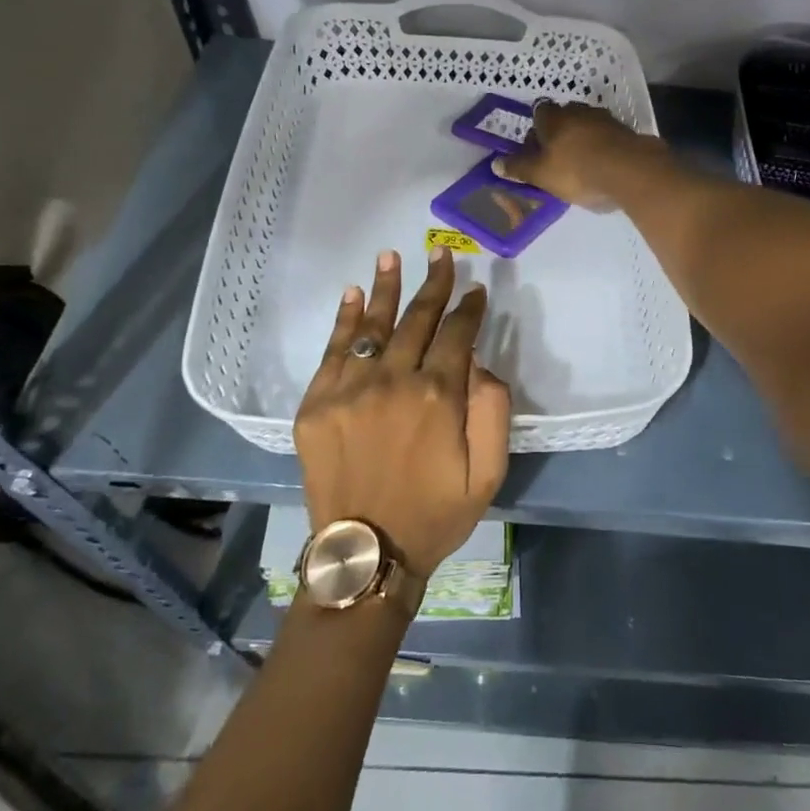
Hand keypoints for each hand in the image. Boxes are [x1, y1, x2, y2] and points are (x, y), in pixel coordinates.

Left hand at [293, 247, 511, 580]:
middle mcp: (393, 382)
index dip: (468, 309)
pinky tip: (354, 293)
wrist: (365, 555)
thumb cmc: (435, 514)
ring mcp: (349, 390)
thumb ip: (493, 410)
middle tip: (440, 255)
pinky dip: (345, 319)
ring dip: (386, 287)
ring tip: (392, 255)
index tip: (475, 290)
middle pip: (417, 320)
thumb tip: (479, 361)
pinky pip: (333, 351)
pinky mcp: (316, 404)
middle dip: (433, 284)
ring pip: (373, 326)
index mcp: (438, 397)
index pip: (457, 335)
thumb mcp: (488, 473)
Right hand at [495, 101, 665, 209]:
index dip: (535, 129)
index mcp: (554, 117)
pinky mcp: (626, 132)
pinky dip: (602, 147)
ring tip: (580, 163)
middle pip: (564, 117)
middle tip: (556, 158)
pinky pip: (607, 137)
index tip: (535, 148)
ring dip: (582, 140)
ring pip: (587, 126)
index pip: (539, 111)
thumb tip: (495, 163)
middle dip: (559, 133)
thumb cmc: (576, 170)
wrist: (630, 171)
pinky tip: (602, 166)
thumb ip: (519, 168)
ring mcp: (605, 119)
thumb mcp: (541, 174)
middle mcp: (579, 111)